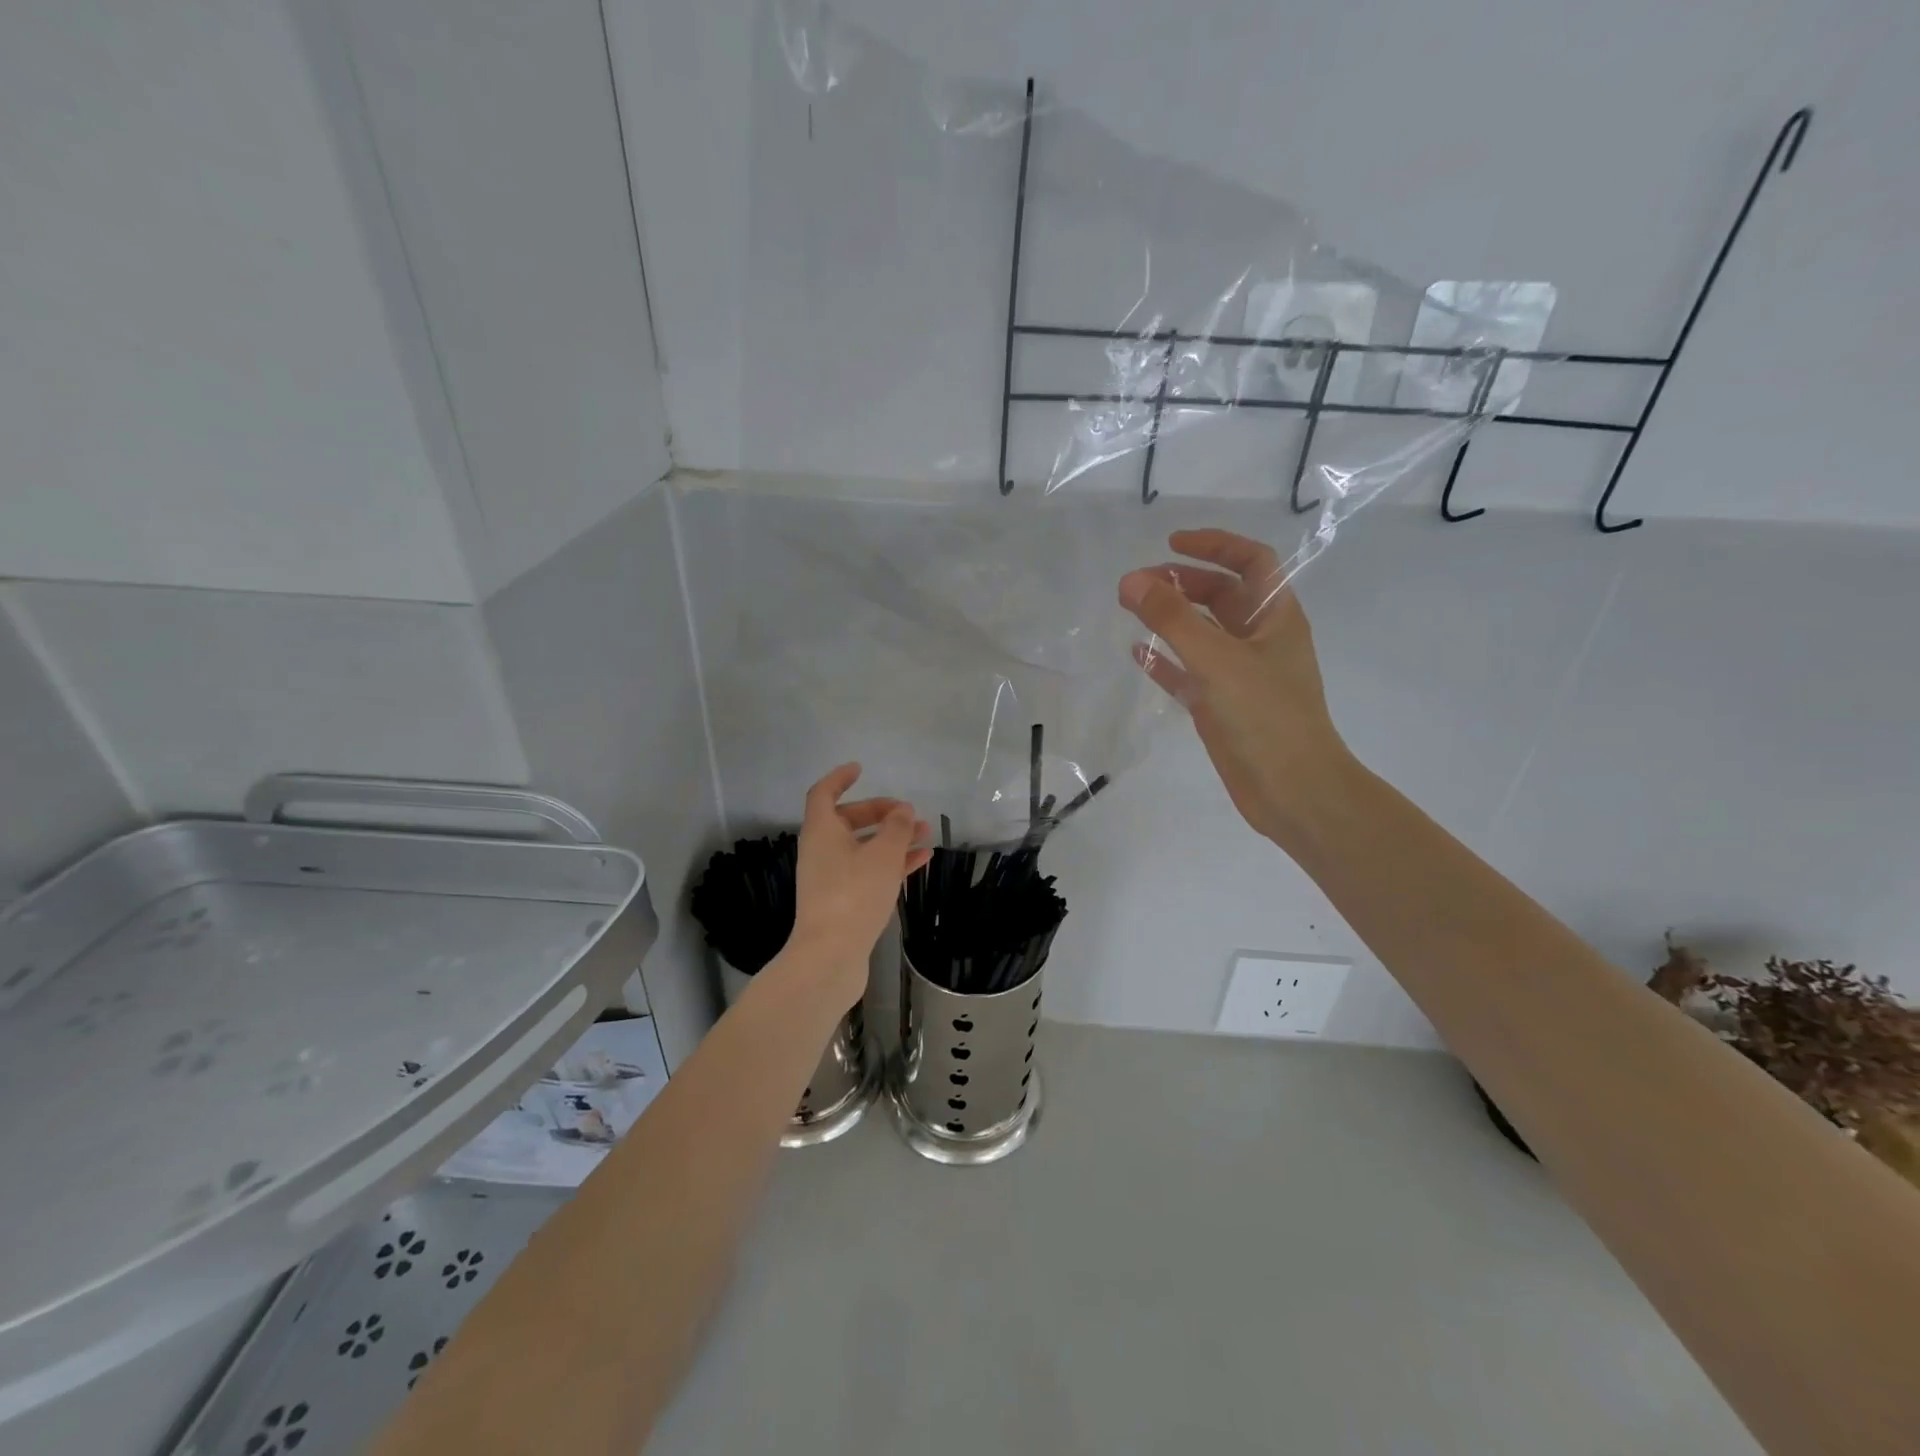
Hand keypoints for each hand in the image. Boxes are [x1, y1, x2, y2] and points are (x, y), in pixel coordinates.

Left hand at [787, 764, 931, 1005]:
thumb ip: (896, 828)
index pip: (824, 793)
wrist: (830, 956)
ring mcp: (830, 878)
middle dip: (880, 813)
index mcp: (821, 832)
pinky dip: (890, 863)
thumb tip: (903, 811)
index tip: (861, 768)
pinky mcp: (842, 901)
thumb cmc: (854, 895)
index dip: (840, 778)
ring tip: (925, 835)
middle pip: (847, 820)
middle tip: (908, 813)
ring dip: (891, 839)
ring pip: (862, 847)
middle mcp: (821, 851)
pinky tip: (920, 862)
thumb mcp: (882, 855)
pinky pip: (868, 871)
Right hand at [1118, 529, 1351, 847]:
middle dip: (1181, 583)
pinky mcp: (1221, 705)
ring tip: (1131, 609)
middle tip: (1137, 586)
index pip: (1250, 562)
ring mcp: (1239, 674)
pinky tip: (1138, 654)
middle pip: (1221, 595)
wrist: (1292, 790)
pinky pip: (1188, 672)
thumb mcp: (1217, 659)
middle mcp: (1259, 640)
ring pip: (1201, 633)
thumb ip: (1172, 618)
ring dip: (1170, 618)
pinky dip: (1165, 659)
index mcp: (1275, 617)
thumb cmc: (1264, 716)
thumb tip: (1130, 581)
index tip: (1170, 544)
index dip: (1214, 545)